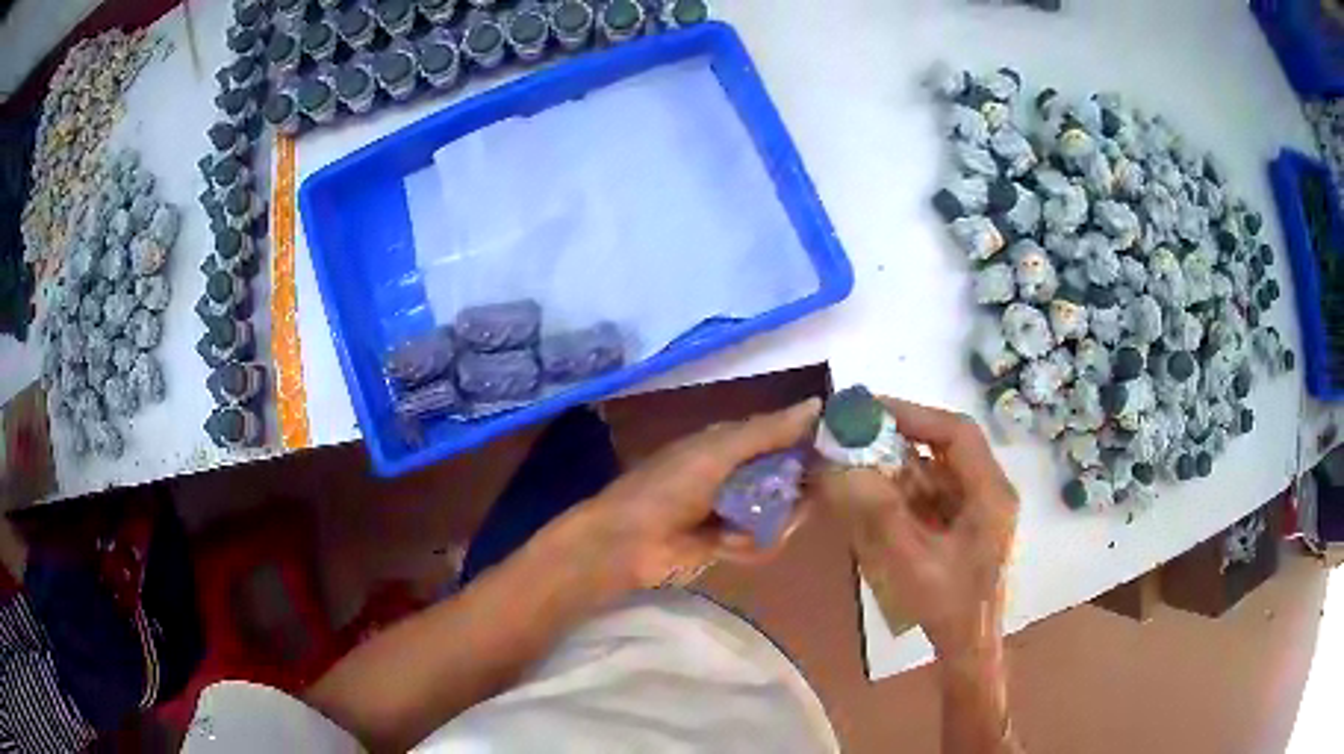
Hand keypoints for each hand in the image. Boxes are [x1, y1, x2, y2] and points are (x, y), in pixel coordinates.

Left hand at [579, 398, 822, 590]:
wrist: (627, 542)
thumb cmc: (669, 488)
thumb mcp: (718, 452)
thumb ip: (767, 431)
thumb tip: (816, 405)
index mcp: (730, 444)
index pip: (782, 437)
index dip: (808, 444)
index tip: (837, 455)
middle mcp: (736, 474)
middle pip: (787, 480)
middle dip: (795, 494)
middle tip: (804, 502)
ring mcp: (734, 511)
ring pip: (779, 515)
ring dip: (771, 525)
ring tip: (747, 528)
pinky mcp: (730, 544)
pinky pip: (761, 543)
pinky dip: (750, 546)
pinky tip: (727, 545)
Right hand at [814, 397, 1017, 657]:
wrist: (968, 647)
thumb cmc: (949, 606)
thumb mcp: (912, 560)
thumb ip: (878, 512)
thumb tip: (841, 466)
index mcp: (990, 493)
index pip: (956, 433)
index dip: (914, 415)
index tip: (870, 410)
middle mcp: (988, 491)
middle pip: (946, 447)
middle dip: (901, 437)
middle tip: (856, 433)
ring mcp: (976, 509)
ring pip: (936, 470)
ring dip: (898, 463)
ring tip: (856, 460)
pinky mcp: (963, 525)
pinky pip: (931, 494)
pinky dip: (902, 489)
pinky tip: (873, 495)